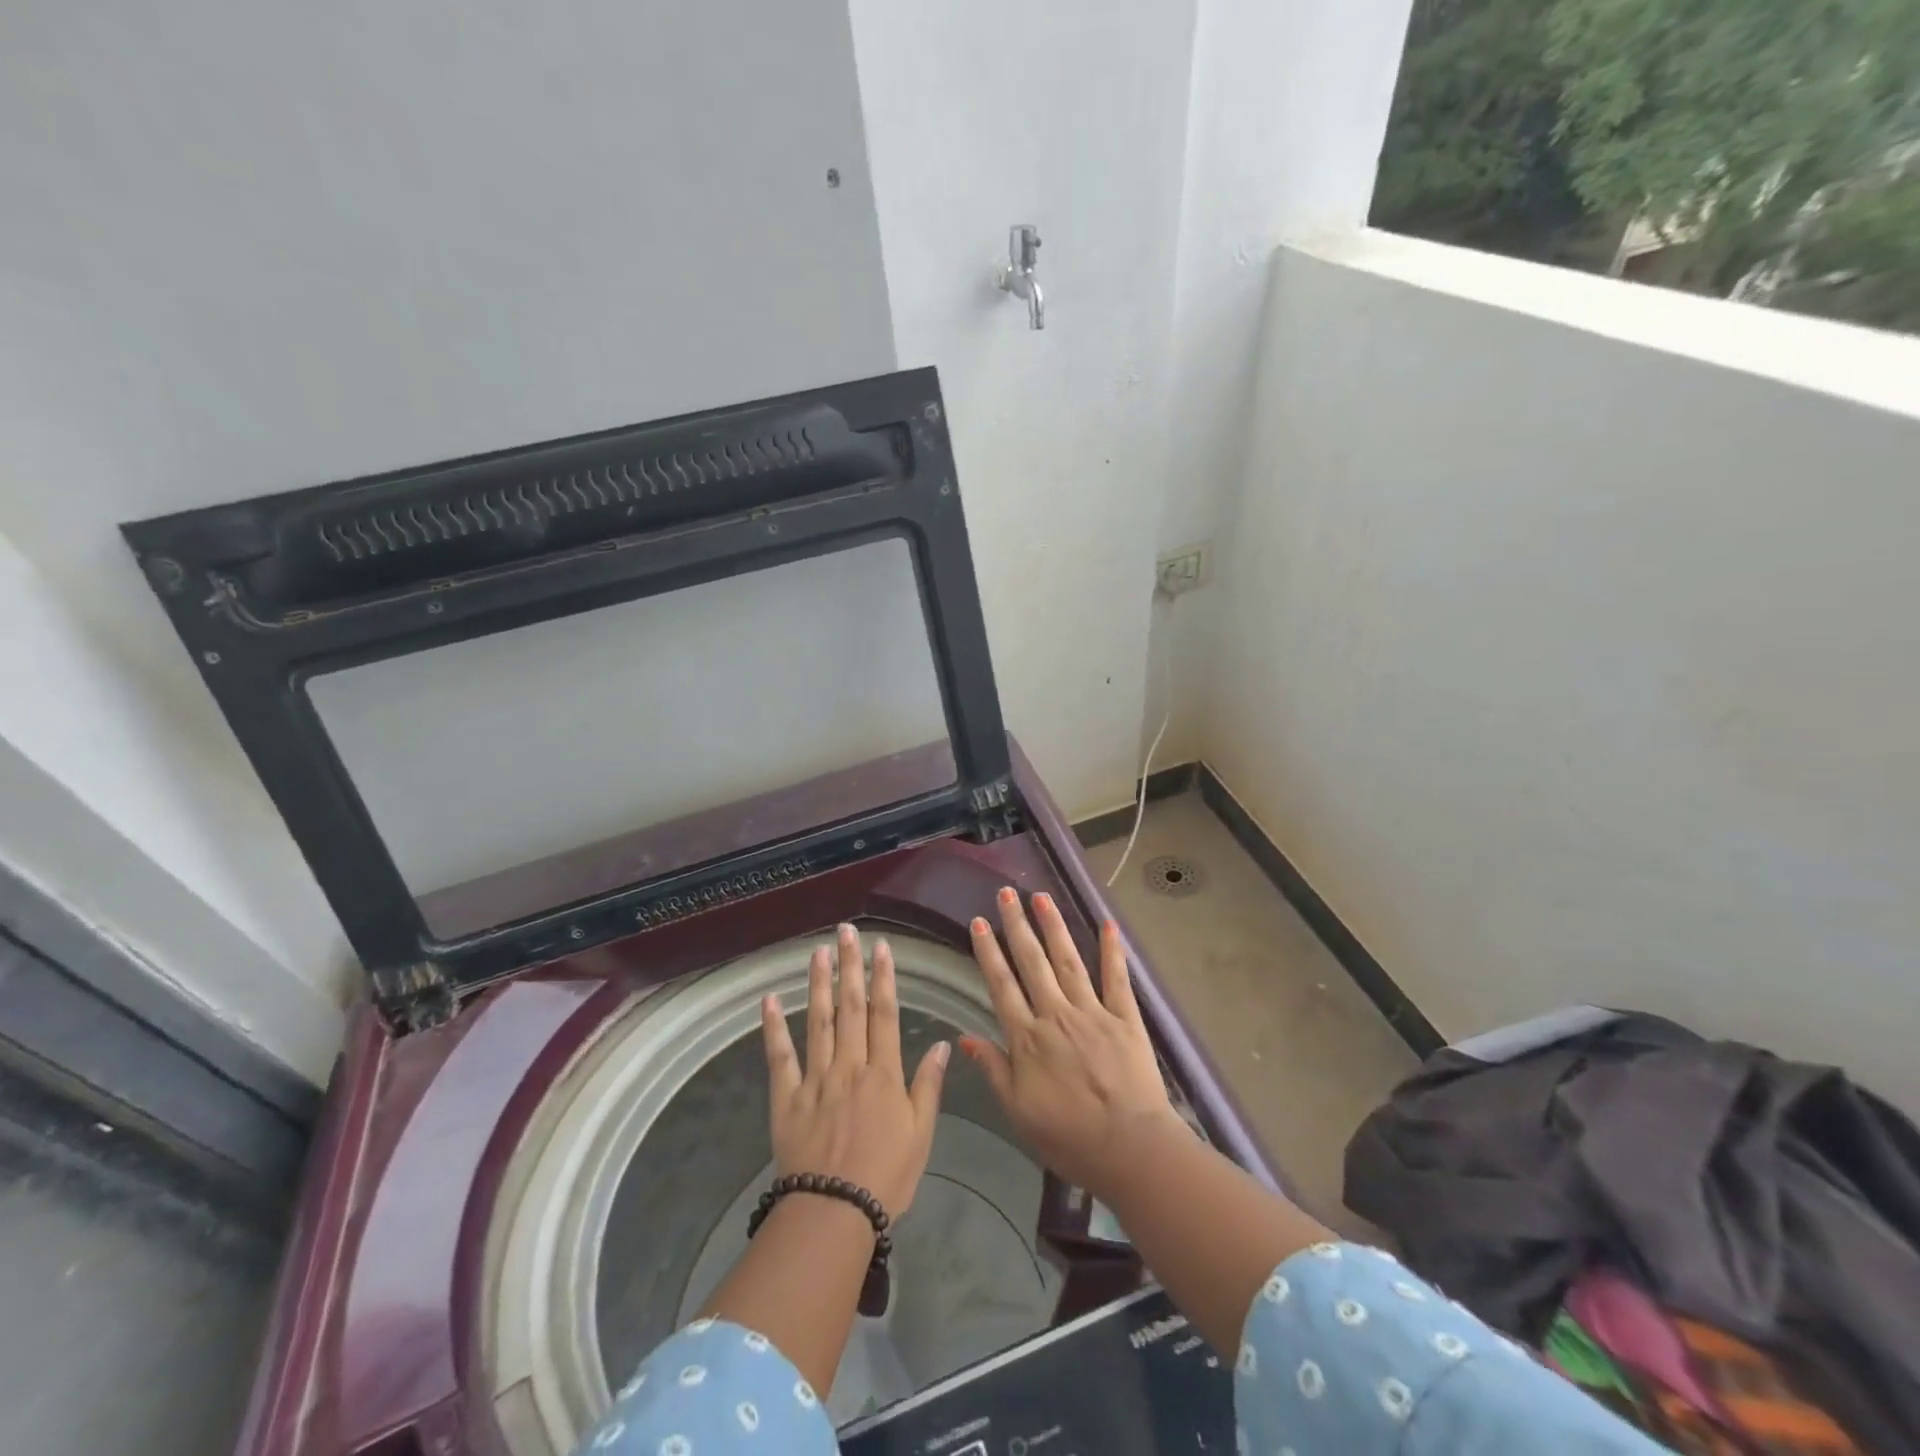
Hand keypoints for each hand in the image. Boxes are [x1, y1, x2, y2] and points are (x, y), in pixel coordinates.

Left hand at [761, 923, 949, 1219]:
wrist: (834, 1214)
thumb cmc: (886, 1177)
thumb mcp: (921, 1135)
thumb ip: (929, 1086)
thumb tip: (943, 1043)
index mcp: (883, 1074)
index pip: (884, 1014)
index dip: (883, 978)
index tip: (881, 947)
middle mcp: (849, 1066)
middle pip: (850, 1007)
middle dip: (850, 966)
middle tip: (847, 931)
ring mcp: (815, 1079)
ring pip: (818, 1021)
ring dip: (818, 984)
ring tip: (818, 951)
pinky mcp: (786, 1098)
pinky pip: (780, 1057)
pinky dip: (774, 1027)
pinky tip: (770, 999)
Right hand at [962, 888, 1187, 1198]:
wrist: (1130, 1149)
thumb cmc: (1068, 1137)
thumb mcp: (1018, 1111)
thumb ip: (993, 1069)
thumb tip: (965, 1037)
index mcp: (1027, 1037)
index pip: (1002, 985)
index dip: (988, 951)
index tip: (979, 922)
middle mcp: (1056, 1014)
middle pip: (1032, 962)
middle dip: (1017, 925)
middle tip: (1007, 893)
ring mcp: (1093, 1012)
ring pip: (1068, 960)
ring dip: (1054, 926)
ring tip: (1042, 897)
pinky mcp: (1125, 1018)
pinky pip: (1117, 978)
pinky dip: (1112, 950)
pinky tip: (1108, 923)